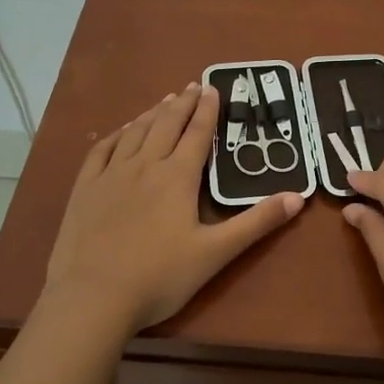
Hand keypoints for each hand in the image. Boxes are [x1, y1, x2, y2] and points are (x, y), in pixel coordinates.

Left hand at [44, 83, 303, 334]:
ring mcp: (111, 175)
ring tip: (164, 100)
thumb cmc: (160, 277)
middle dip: (182, 103)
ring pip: (135, 132)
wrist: (93, 297)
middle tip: (193, 86)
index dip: (208, 110)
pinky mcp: (85, 189)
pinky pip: (102, 150)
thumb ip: (257, 223)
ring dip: (152, 113)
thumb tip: (298, 197)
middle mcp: (145, 165)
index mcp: (178, 177)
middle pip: (166, 125)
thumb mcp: (216, 253)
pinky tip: (121, 131)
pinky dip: (117, 134)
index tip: (213, 88)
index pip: (198, 134)